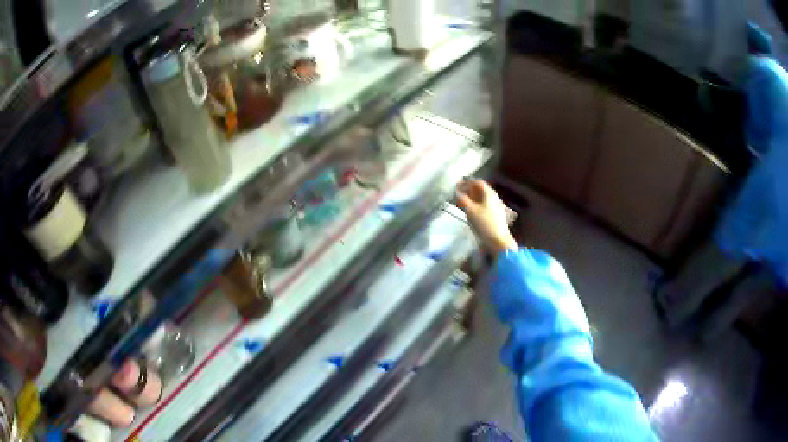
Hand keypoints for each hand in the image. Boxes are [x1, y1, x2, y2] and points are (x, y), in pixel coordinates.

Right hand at [456, 179, 517, 253]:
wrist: (498, 241)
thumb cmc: (484, 223)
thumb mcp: (470, 211)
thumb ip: (462, 200)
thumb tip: (456, 193)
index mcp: (489, 194)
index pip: (478, 182)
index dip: (467, 182)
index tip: (457, 184)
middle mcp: (494, 198)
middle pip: (481, 190)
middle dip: (469, 190)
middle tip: (458, 193)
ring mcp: (496, 207)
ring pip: (482, 199)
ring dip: (472, 198)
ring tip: (461, 202)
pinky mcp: (495, 216)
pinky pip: (484, 206)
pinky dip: (475, 205)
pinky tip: (470, 211)